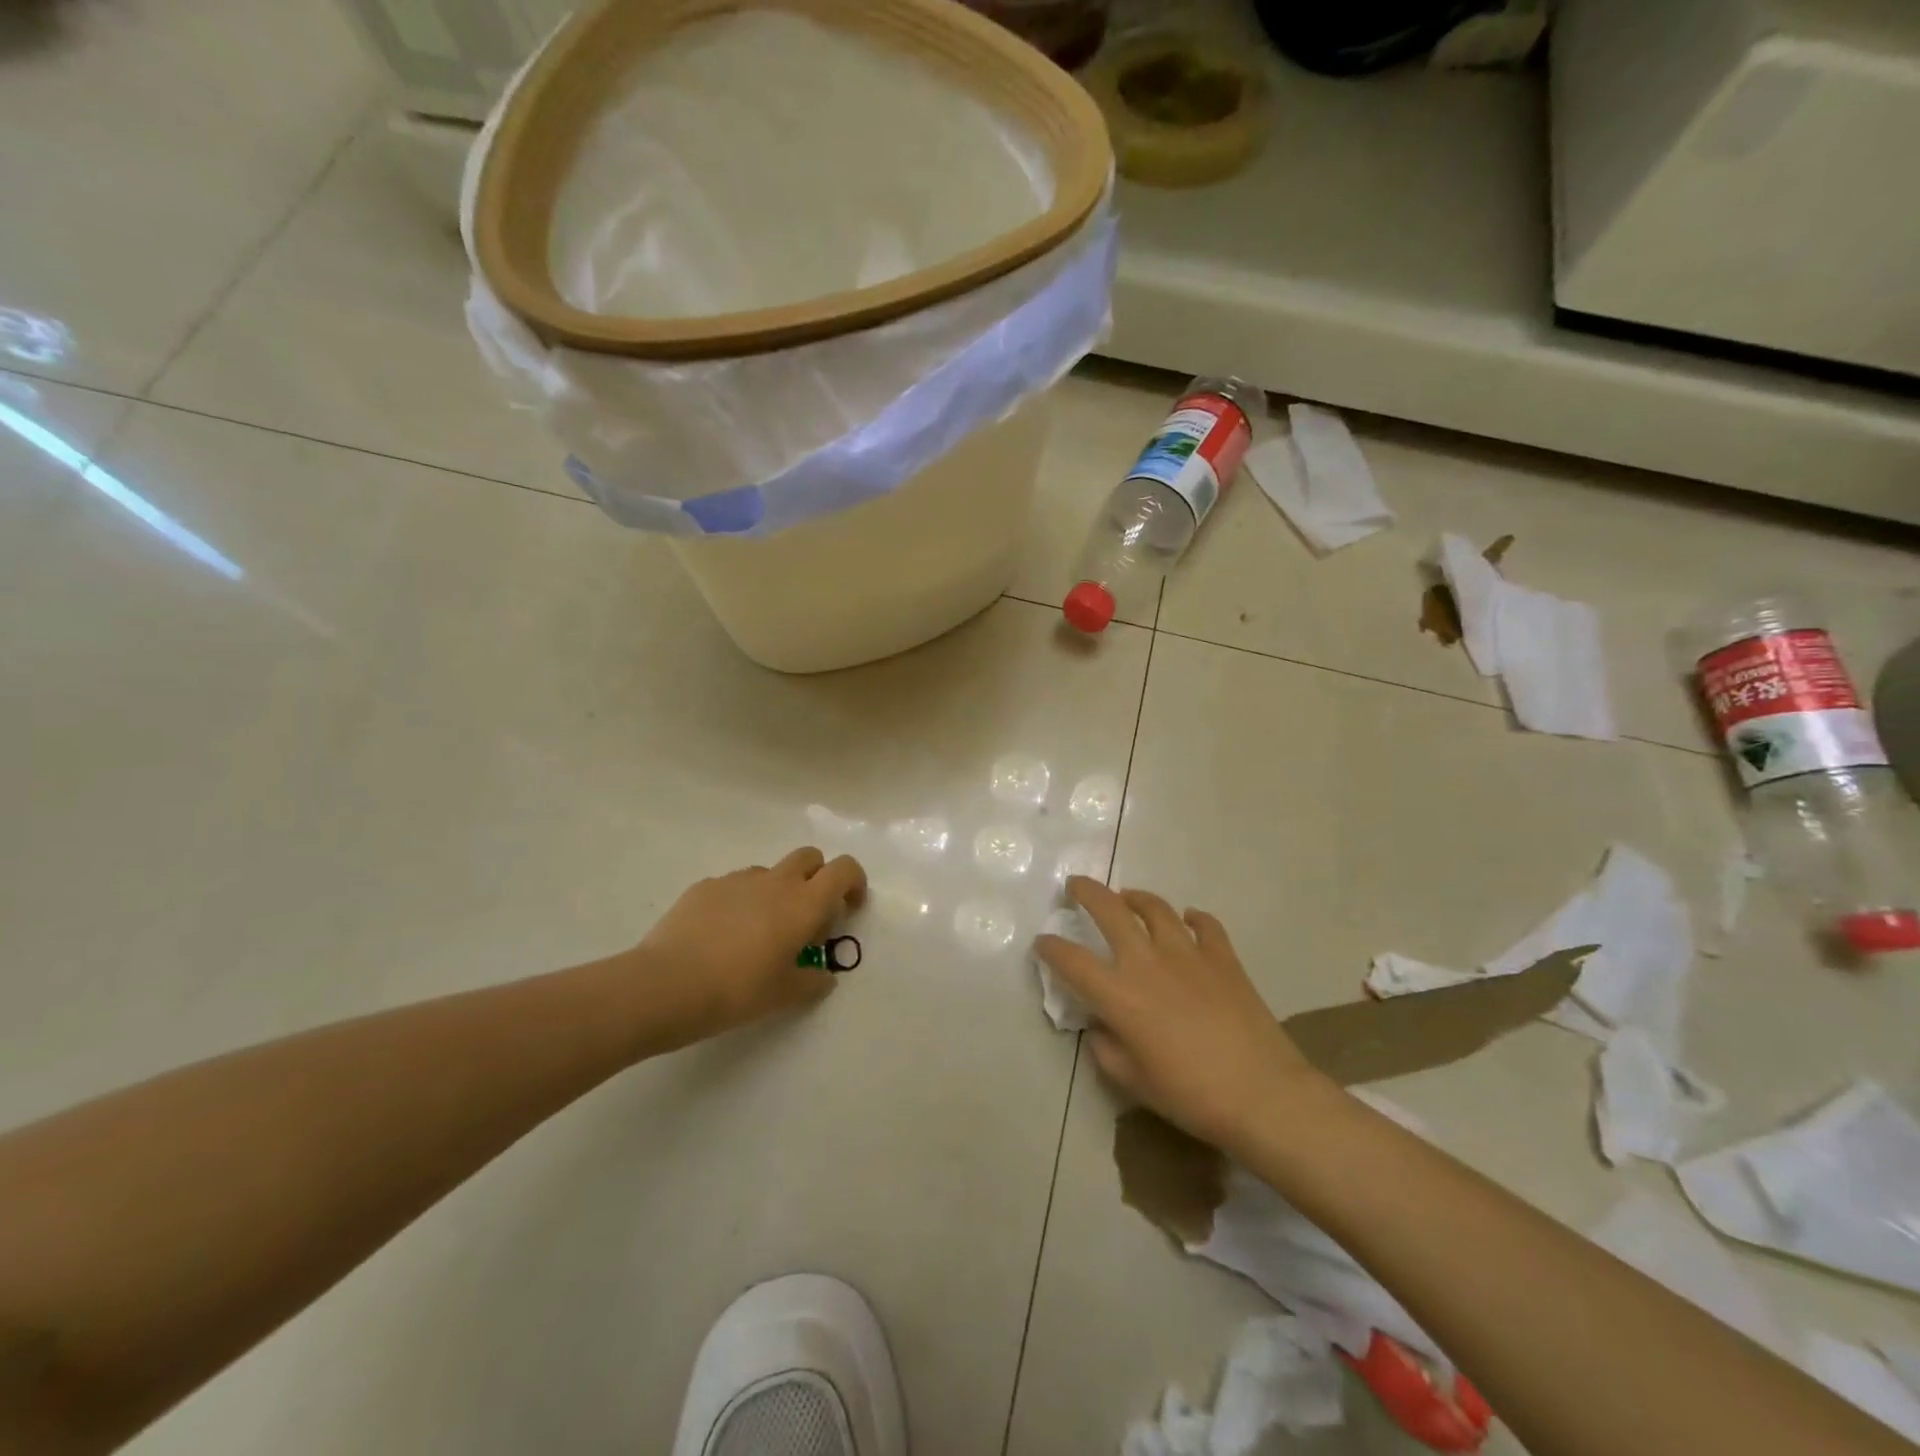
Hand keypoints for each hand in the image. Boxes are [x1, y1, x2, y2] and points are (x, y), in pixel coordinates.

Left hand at [627, 847, 866, 1048]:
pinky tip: (722, 937)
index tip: (848, 909)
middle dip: (817, 878)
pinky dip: (740, 902)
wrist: (666, 985)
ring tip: (759, 933)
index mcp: (804, 903)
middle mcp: (775, 881)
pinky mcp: (704, 887)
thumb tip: (822, 976)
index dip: (853, 882)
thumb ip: (812, 981)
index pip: (844, 869)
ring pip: (770, 872)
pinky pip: (734, 886)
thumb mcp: (784, 995)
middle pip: (809, 857)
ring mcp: (737, 880)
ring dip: (776, 892)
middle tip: (807, 918)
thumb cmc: (737, 990)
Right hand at [1035, 877, 1329, 1154]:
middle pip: (1110, 911)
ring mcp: (1188, 954)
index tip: (1042, 942)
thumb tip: (1100, 1027)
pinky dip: (1194, 918)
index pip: (1072, 960)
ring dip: (1136, 897)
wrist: (1262, 1093)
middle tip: (1075, 885)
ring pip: (1156, 908)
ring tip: (1127, 897)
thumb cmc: (1191, 1095)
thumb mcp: (1134, 1081)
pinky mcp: (1223, 957)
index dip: (1051, 948)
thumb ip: (1107, 1049)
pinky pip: (1205, 925)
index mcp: (1120, 995)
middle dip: (1086, 892)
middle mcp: (1148, 963)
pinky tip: (1189, 920)